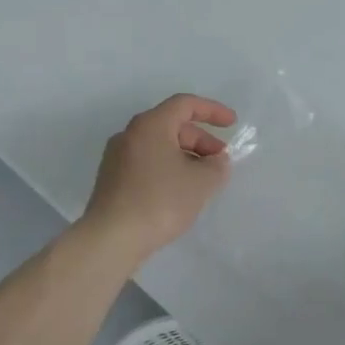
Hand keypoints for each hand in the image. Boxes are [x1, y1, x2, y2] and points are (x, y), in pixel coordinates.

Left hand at [81, 95, 235, 261]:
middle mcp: (130, 134)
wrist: (111, 239)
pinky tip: (180, 192)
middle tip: (220, 161)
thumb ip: (217, 166)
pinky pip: (147, 163)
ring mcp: (117, 158)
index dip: (212, 110)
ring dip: (186, 156)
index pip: (185, 104)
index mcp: (150, 125)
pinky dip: (168, 168)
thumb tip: (216, 161)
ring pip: (159, 146)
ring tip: (203, 179)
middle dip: (201, 139)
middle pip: (172, 125)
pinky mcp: (112, 180)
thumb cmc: (160, 201)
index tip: (232, 124)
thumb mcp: (201, 182)